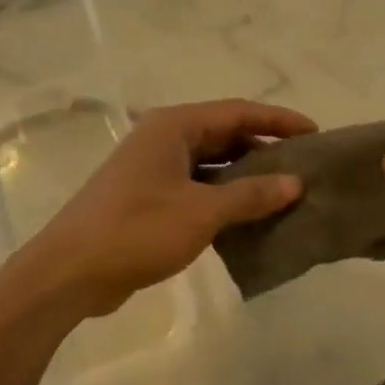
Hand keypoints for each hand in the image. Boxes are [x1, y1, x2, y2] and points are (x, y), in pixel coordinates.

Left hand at [18, 99, 315, 318]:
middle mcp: (164, 139)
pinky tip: (250, 216)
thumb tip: (295, 183)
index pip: (237, 112)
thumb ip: (250, 195)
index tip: (315, 133)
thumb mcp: (201, 212)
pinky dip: (224, 197)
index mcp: (174, 126)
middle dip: (264, 148)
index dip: (278, 120)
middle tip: (305, 165)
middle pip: (225, 134)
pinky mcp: (149, 197)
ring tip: (286, 191)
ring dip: (245, 176)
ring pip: (212, 163)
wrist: (70, 271)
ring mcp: (154, 169)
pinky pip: (197, 187)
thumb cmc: (137, 230)